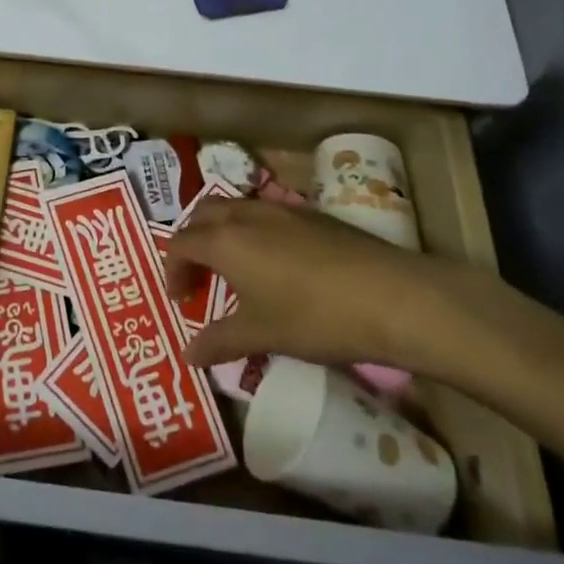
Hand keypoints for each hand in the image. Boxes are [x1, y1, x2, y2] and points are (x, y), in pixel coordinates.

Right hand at [163, 197, 475, 373]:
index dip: (172, 270)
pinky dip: (252, 229)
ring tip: (233, 266)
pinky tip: (276, 261)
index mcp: (224, 241)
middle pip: (202, 215)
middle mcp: (245, 215)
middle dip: (192, 242)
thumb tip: (187, 356)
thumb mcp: (261, 335)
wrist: (391, 296)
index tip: (179, 299)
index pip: (180, 244)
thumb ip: (219, 342)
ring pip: (235, 207)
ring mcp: (280, 208)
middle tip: (198, 275)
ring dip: (221, 230)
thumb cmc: (314, 316)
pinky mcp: (311, 213)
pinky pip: (265, 212)